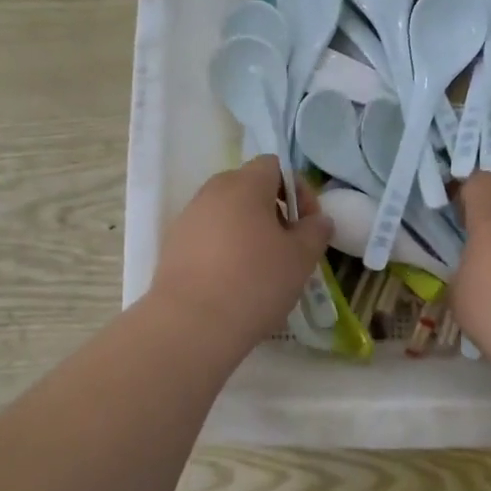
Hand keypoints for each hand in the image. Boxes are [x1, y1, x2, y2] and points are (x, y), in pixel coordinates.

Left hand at [148, 156, 331, 352]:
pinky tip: (235, 283)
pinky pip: (207, 237)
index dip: (298, 189)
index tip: (308, 224)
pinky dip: (225, 250)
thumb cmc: (256, 282)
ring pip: (226, 214)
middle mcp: (211, 193)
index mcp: (244, 185)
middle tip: (288, 245)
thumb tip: (318, 220)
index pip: (274, 166)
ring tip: (262, 268)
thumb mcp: (301, 258)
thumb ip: (315, 231)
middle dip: (273, 211)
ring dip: (248, 231)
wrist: (192, 324)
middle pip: (248, 188)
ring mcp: (187, 219)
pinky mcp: (172, 247)